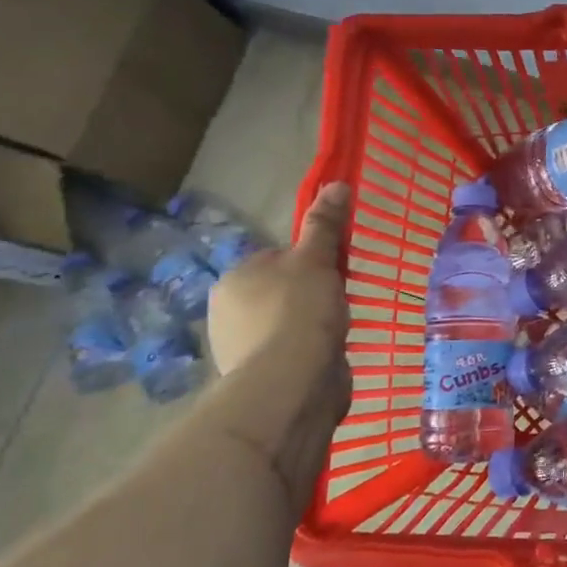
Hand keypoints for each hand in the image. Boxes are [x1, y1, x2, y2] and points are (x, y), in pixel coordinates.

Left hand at [208, 182, 352, 434]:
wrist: (292, 383)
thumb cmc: (300, 311)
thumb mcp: (317, 259)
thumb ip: (325, 224)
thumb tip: (337, 183)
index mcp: (234, 277)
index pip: (276, 258)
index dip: (310, 262)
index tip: (334, 271)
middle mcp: (228, 311)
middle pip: (281, 291)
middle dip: (309, 296)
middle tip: (339, 302)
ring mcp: (241, 348)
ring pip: (286, 324)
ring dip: (310, 327)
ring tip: (337, 331)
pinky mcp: (260, 378)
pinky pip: (290, 354)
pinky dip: (308, 354)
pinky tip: (327, 357)